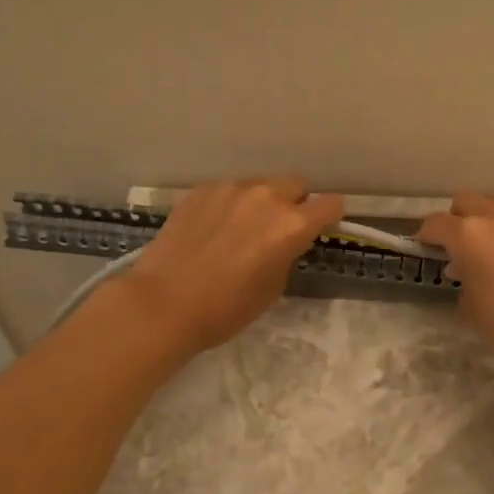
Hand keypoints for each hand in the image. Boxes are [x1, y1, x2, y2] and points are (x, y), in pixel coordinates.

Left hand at [114, 178, 342, 354]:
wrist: (163, 303)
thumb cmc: (225, 308)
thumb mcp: (273, 288)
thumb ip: (286, 254)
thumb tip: (282, 242)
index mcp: (292, 225)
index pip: (331, 204)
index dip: (329, 217)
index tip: (320, 228)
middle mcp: (266, 197)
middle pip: (297, 185)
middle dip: (295, 203)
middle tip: (277, 229)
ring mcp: (231, 189)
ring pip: (260, 185)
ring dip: (260, 202)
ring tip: (239, 229)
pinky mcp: (202, 190)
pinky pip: (228, 191)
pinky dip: (228, 205)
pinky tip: (211, 229)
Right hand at [417, 192, 493, 377]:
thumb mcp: (471, 308)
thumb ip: (461, 279)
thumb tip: (464, 271)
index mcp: (469, 235)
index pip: (435, 223)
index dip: (425, 237)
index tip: (426, 251)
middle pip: (465, 202)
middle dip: (456, 220)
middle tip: (457, 248)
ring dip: (485, 222)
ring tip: (489, 252)